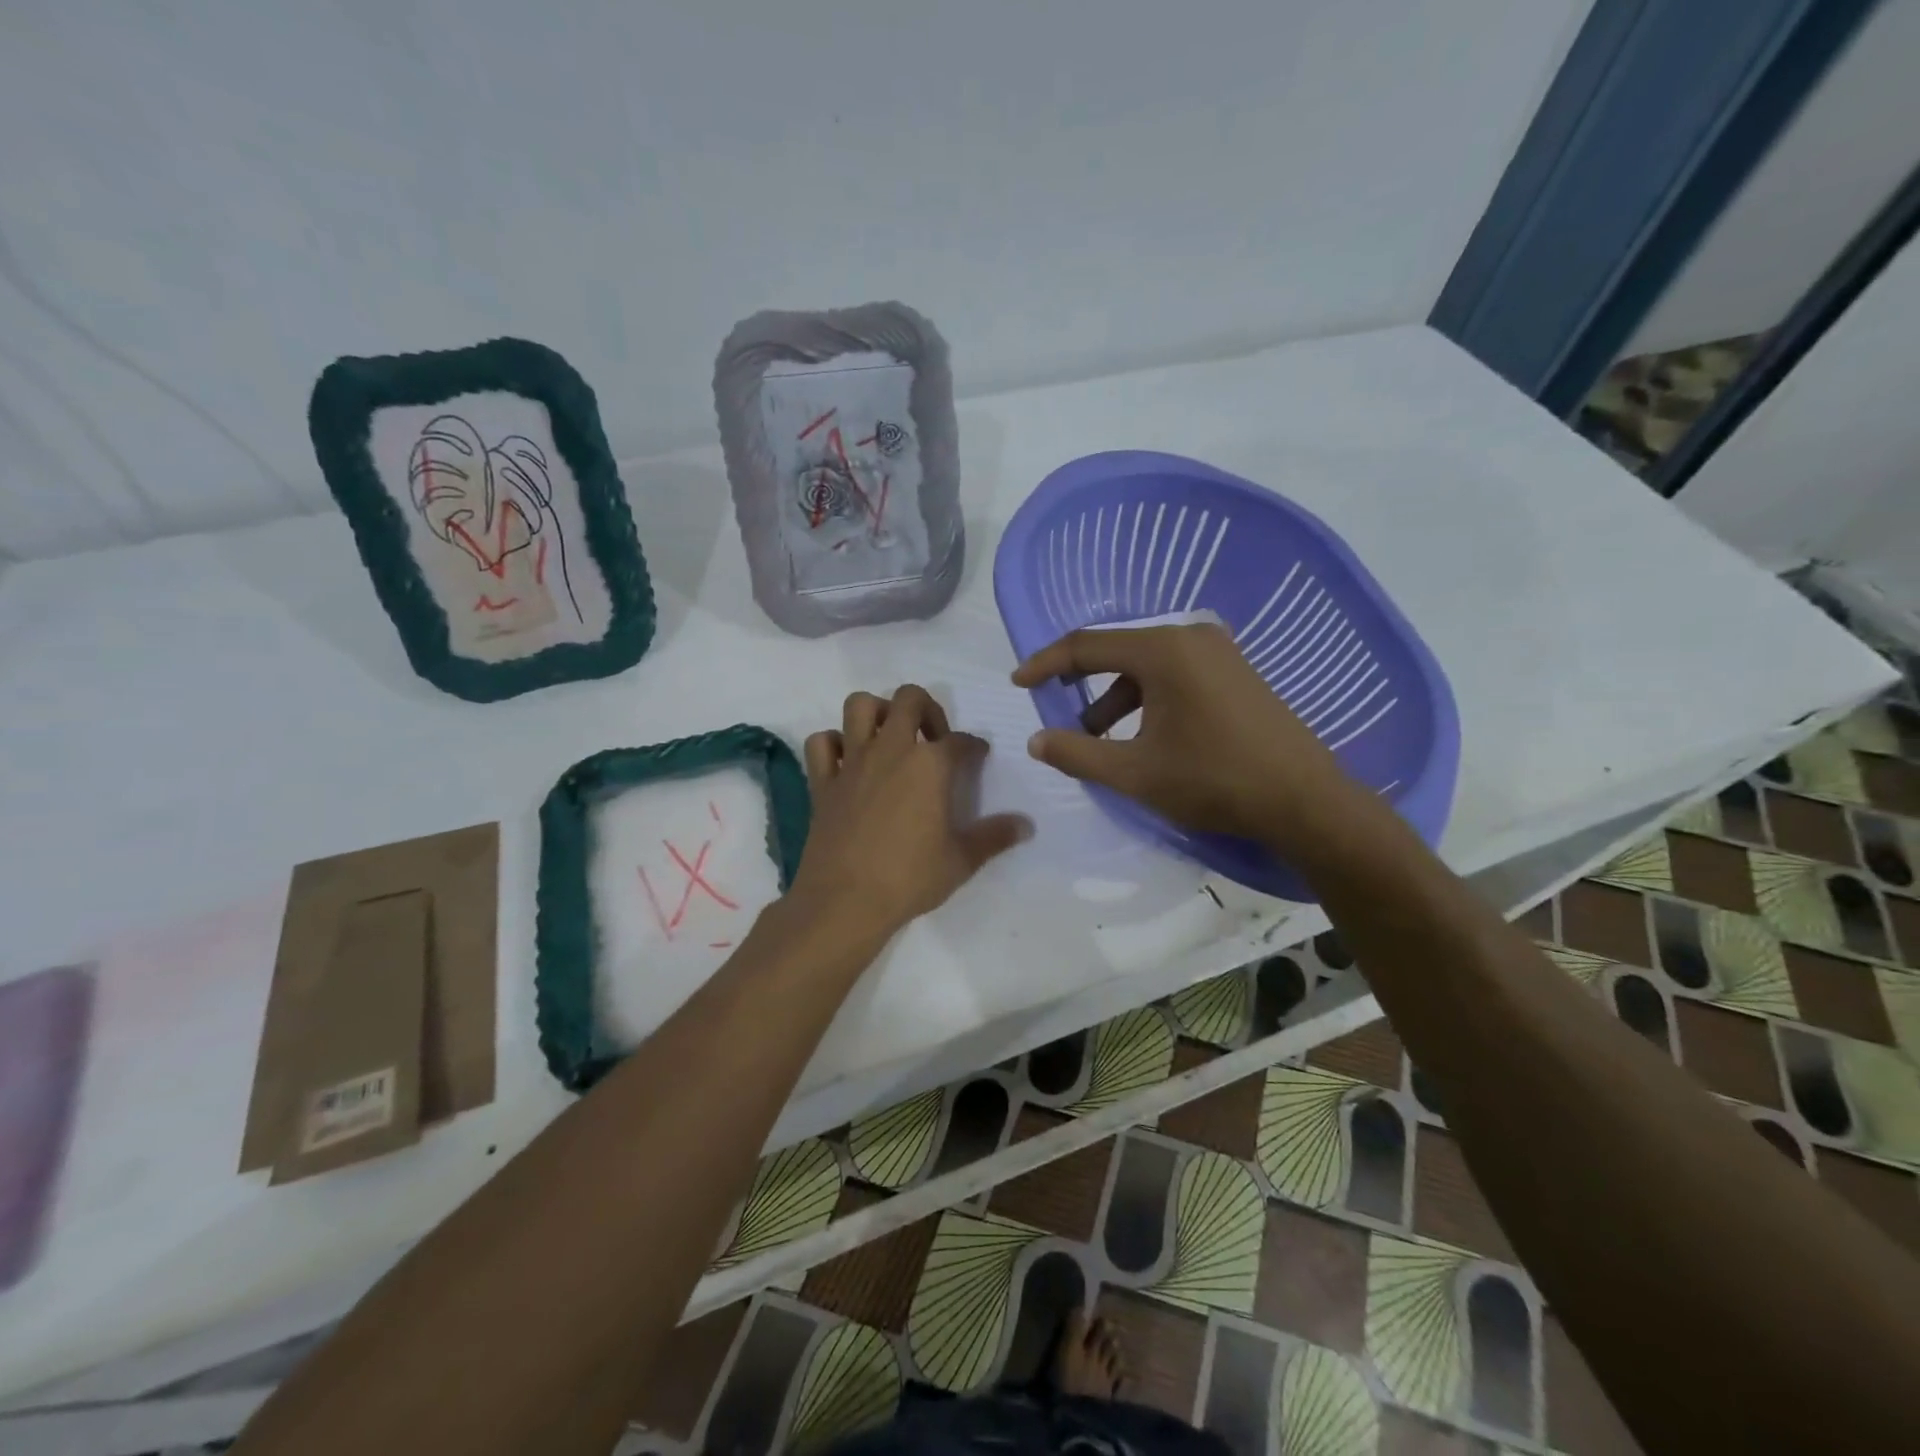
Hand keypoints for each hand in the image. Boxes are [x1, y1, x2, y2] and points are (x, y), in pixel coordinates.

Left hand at [788, 685, 1030, 945]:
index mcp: (930, 764)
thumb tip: (1026, 825)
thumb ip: (994, 836)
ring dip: (877, 712)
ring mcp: (852, 762)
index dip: (974, 746)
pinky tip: (847, 761)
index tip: (977, 757)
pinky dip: (834, 744)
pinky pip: (821, 743)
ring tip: (890, 737)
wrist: (846, 901)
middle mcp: (891, 749)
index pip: (960, 740)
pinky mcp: (823, 781)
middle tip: (933, 739)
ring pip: (859, 706)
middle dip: (927, 709)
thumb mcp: (962, 860)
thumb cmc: (910, 878)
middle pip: (909, 699)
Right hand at [1011, 622, 1366, 852]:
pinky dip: (1147, 700)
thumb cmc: (1213, 781)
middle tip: (1058, 714)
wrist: (1305, 800)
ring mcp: (1219, 653)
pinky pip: (1174, 675)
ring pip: (1146, 667)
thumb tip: (1037, 741)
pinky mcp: (1235, 672)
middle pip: (1117, 652)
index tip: (1018, 683)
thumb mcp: (1134, 773)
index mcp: (1163, 650)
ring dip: (1115, 699)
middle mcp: (1191, 637)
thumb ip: (1078, 753)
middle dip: (1081, 685)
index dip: (1045, 664)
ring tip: (1100, 741)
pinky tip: (1144, 737)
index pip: (1085, 645)